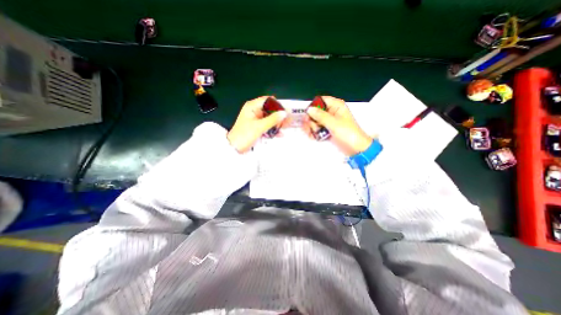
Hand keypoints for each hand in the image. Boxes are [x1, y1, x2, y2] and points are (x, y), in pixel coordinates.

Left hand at [228, 97, 285, 153]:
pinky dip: (273, 129)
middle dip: (279, 116)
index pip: (268, 100)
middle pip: (270, 109)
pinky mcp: (257, 127)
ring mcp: (256, 119)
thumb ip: (273, 119)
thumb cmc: (245, 135)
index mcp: (252, 106)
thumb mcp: (259, 127)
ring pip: (270, 118)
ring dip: (277, 123)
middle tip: (287, 122)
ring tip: (285, 128)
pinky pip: (267, 125)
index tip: (286, 112)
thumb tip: (284, 113)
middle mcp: (254, 111)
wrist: (235, 148)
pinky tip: (279, 134)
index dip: (277, 105)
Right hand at [303, 95, 370, 154]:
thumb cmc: (348, 133)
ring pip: (314, 121)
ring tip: (313, 133)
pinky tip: (312, 136)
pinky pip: (316, 128)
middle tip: (312, 126)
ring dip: (311, 127)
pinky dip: (313, 132)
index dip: (313, 106)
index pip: (321, 100)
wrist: (355, 148)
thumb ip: (320, 116)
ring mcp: (328, 122)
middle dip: (311, 119)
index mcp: (336, 106)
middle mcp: (331, 112)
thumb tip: (309, 109)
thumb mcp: (334, 123)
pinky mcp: (326, 130)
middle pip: (315, 111)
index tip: (307, 114)